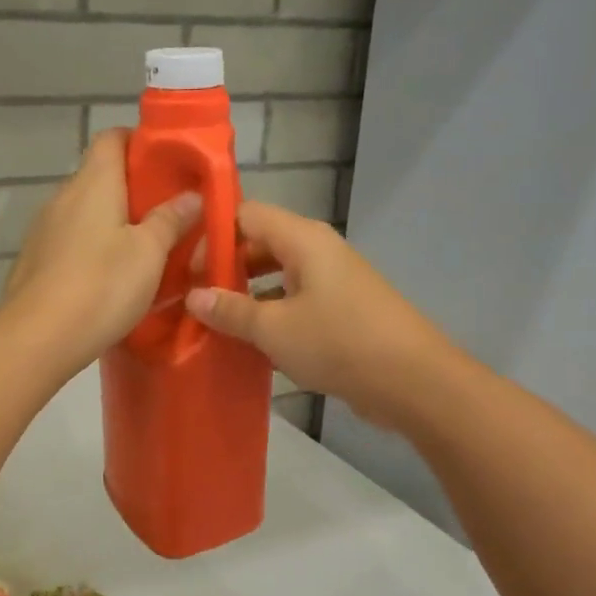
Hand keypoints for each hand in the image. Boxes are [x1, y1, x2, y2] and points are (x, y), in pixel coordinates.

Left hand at [0, 130, 199, 370]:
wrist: (37, 338)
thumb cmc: (101, 286)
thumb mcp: (149, 254)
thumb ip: (170, 220)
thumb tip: (191, 195)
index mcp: (92, 183)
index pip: (112, 138)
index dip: (141, 144)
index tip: (170, 166)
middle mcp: (62, 198)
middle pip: (100, 177)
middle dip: (134, 191)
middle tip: (168, 215)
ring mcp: (43, 231)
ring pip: (85, 214)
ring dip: (113, 224)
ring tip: (144, 251)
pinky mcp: (34, 263)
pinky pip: (71, 243)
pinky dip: (93, 250)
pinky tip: (109, 278)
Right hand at [185, 201, 456, 428]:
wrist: (411, 380)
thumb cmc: (338, 342)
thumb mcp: (274, 328)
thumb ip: (231, 310)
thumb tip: (193, 296)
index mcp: (302, 239)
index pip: (246, 215)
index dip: (212, 236)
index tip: (185, 269)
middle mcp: (318, 251)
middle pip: (260, 244)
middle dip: (225, 268)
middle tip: (192, 299)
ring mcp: (332, 281)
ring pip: (277, 276)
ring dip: (246, 296)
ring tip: (212, 323)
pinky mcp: (340, 311)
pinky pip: (294, 302)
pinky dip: (270, 316)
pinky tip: (248, 343)